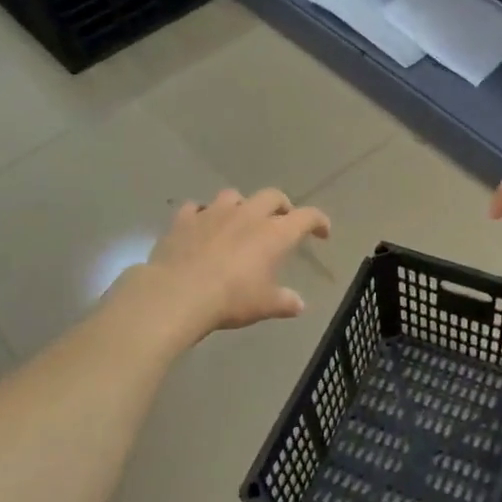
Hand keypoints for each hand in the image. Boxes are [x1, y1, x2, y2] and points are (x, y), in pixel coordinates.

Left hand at [132, 187, 330, 338]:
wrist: (178, 294)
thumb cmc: (231, 299)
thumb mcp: (265, 306)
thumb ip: (285, 302)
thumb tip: (298, 304)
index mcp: (274, 234)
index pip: (306, 217)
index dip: (318, 221)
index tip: (323, 232)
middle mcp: (247, 215)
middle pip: (272, 196)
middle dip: (282, 206)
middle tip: (282, 220)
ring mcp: (213, 213)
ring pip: (233, 196)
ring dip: (242, 205)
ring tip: (240, 220)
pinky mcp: (184, 219)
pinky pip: (196, 208)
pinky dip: (203, 215)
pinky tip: (202, 226)